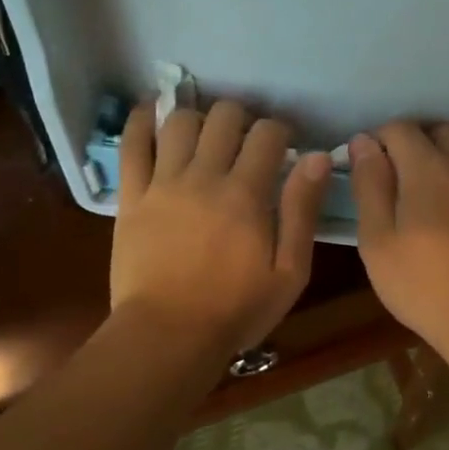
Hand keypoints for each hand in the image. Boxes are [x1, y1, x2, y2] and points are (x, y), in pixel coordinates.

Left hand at [111, 99, 331, 356]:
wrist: (167, 337)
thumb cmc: (236, 310)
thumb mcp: (289, 271)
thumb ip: (302, 210)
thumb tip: (317, 157)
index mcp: (246, 194)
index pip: (268, 134)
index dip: (281, 132)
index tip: (285, 148)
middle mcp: (204, 176)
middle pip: (224, 116)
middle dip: (243, 119)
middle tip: (246, 144)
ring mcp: (162, 183)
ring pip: (179, 121)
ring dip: (199, 119)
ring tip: (206, 137)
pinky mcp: (131, 197)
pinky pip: (131, 145)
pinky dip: (140, 120)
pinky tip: (151, 112)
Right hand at [348, 122, 448, 352]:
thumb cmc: (423, 285)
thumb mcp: (377, 240)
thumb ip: (370, 185)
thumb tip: (364, 141)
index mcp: (426, 166)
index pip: (399, 129)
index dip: (379, 141)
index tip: (370, 167)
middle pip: (442, 130)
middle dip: (419, 143)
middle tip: (404, 179)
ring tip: (447, 185)